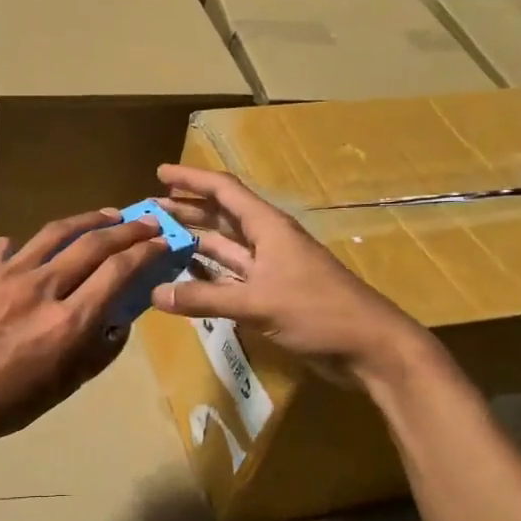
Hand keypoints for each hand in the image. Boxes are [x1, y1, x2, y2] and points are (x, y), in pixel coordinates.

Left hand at [0, 209, 167, 452]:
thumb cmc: (9, 403)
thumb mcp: (66, 386)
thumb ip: (100, 350)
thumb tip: (120, 319)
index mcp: (67, 322)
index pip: (118, 271)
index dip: (146, 251)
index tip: (163, 242)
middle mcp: (41, 288)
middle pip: (93, 243)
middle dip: (128, 229)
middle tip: (147, 222)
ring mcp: (6, 274)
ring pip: (54, 232)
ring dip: (87, 220)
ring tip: (107, 216)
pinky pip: (11, 246)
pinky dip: (31, 245)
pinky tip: (36, 249)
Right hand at [150, 163, 440, 390]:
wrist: (369, 347)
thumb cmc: (318, 311)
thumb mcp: (257, 303)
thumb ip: (205, 298)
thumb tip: (156, 294)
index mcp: (268, 227)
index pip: (224, 191)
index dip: (192, 179)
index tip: (160, 173)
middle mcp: (267, 240)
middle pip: (222, 216)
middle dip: (188, 210)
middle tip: (151, 211)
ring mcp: (271, 268)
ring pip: (225, 246)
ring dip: (195, 240)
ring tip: (160, 239)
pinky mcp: (272, 294)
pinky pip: (231, 275)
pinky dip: (208, 273)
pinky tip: (186, 276)